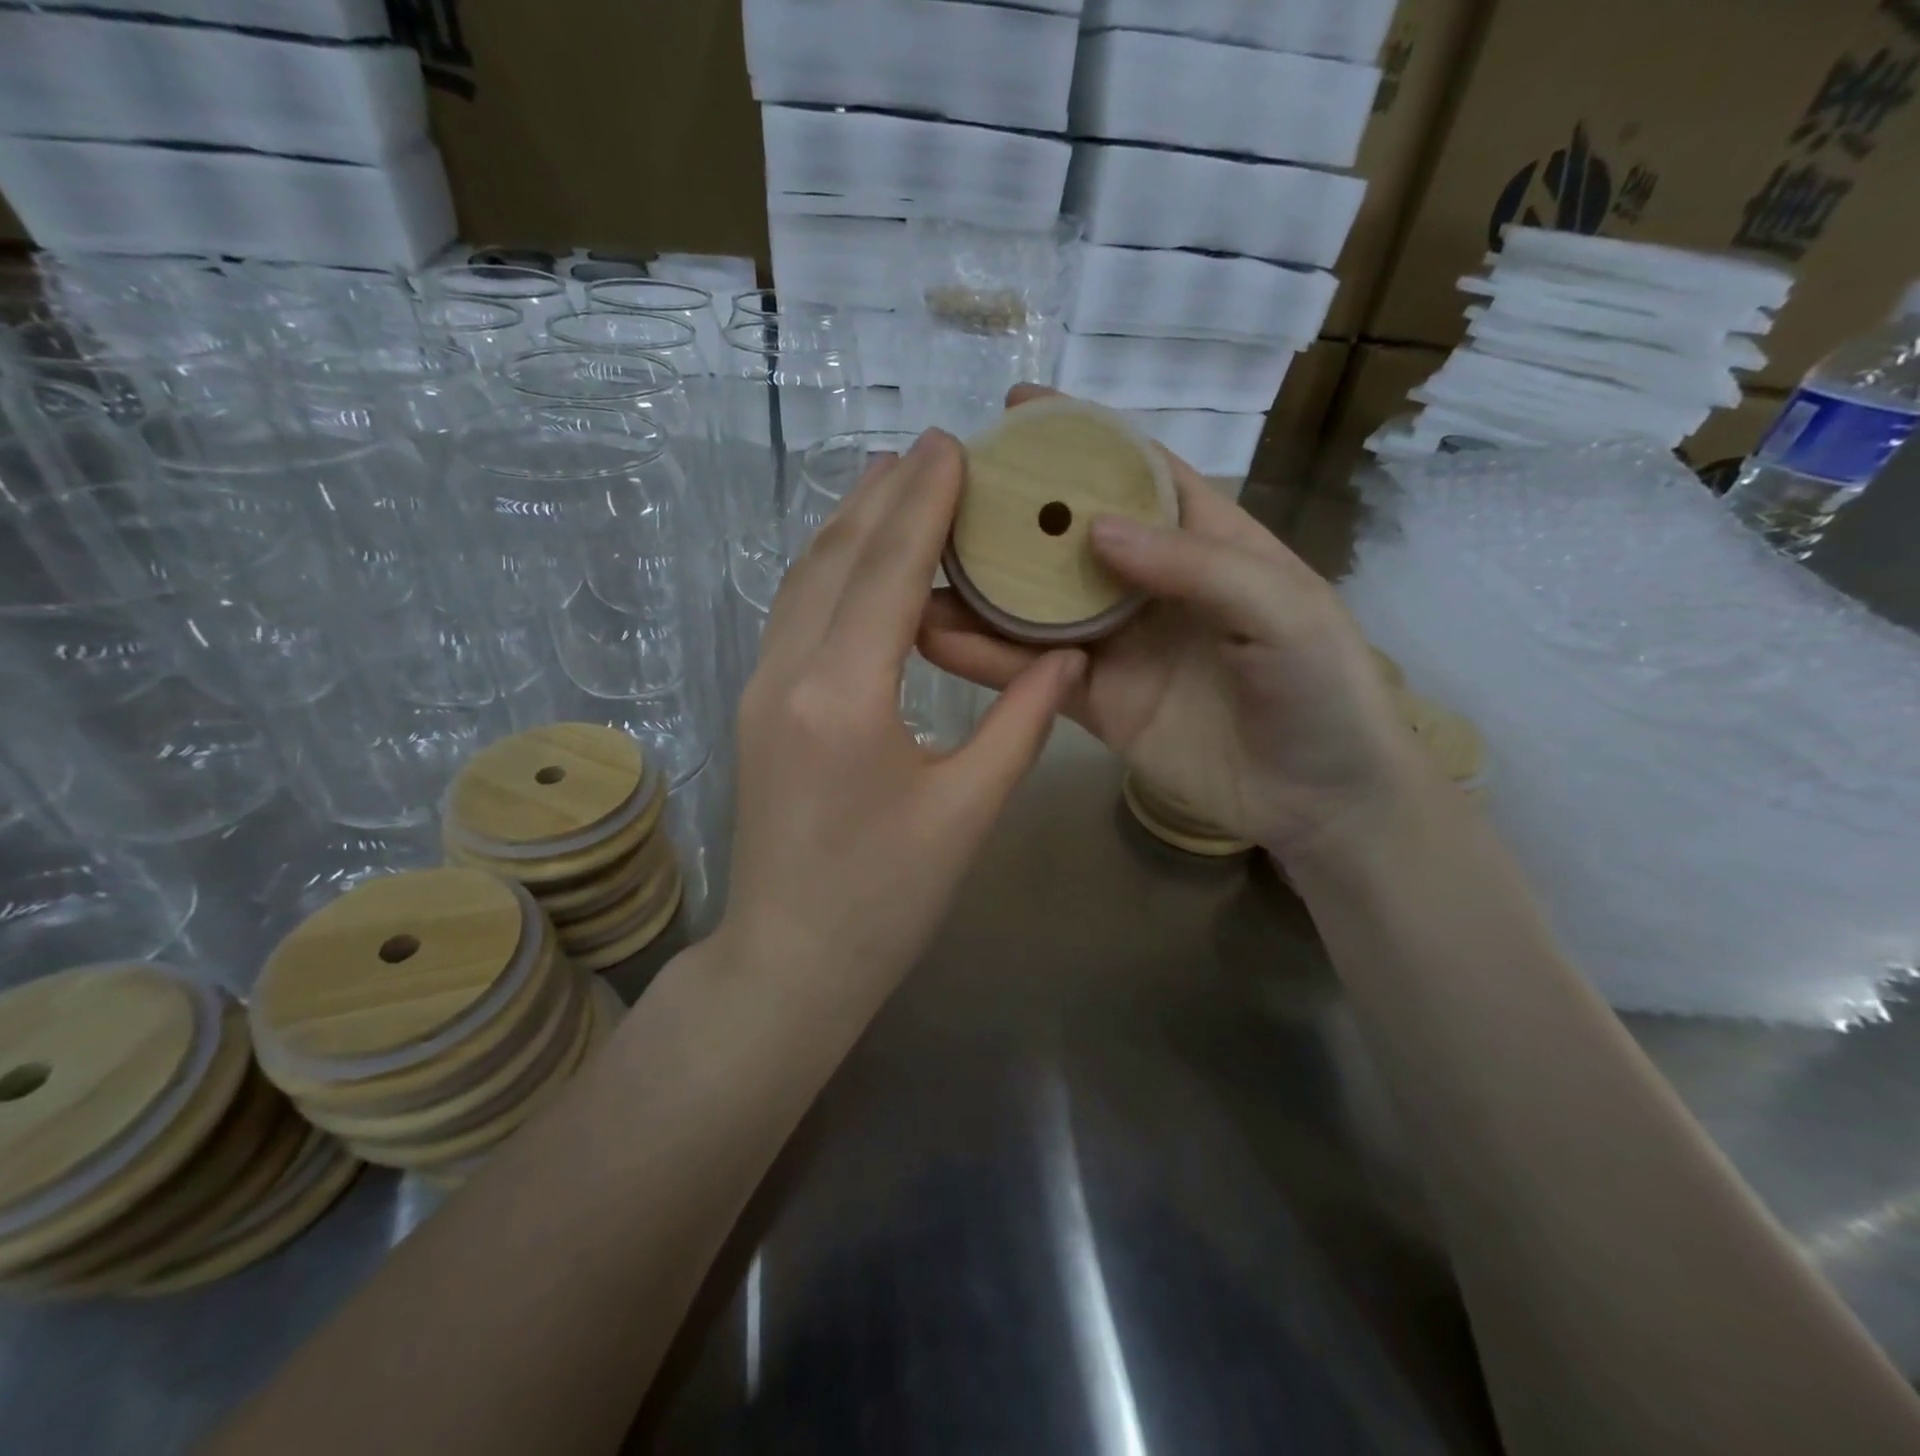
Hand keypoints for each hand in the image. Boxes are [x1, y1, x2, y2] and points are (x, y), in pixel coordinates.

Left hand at [720, 429, 1086, 985]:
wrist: (789, 961)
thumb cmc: (887, 901)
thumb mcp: (968, 812)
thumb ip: (1022, 722)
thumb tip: (1067, 657)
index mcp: (844, 697)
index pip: (888, 571)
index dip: (923, 503)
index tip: (952, 445)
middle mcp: (788, 674)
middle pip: (836, 557)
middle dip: (884, 495)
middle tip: (932, 449)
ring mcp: (759, 688)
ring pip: (805, 580)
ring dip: (850, 524)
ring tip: (894, 482)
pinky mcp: (756, 707)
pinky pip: (793, 613)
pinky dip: (828, 569)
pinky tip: (858, 559)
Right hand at [918, 385, 1424, 858]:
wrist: (1320, 801)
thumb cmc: (1323, 689)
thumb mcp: (1281, 609)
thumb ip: (1192, 565)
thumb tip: (1095, 528)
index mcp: (1204, 539)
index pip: (1135, 472)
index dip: (1078, 438)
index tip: (1014, 411)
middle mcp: (1148, 584)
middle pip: (1068, 537)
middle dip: (1010, 512)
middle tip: (938, 493)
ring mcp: (1116, 644)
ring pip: (1036, 607)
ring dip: (980, 590)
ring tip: (915, 569)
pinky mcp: (1094, 702)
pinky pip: (1033, 674)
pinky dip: (987, 658)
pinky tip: (936, 638)